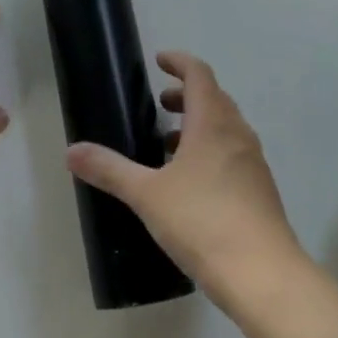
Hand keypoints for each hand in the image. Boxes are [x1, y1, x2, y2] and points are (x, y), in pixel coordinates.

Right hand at [66, 52, 306, 304]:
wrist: (265, 277)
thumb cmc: (203, 222)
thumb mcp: (148, 195)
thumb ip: (110, 170)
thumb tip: (72, 151)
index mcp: (212, 122)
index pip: (199, 74)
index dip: (179, 62)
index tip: (159, 60)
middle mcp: (237, 135)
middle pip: (214, 98)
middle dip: (187, 94)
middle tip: (160, 103)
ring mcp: (254, 164)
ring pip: (226, 127)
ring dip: (199, 124)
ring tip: (169, 145)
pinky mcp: (261, 192)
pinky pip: (234, 154)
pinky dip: (212, 150)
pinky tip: (192, 183)